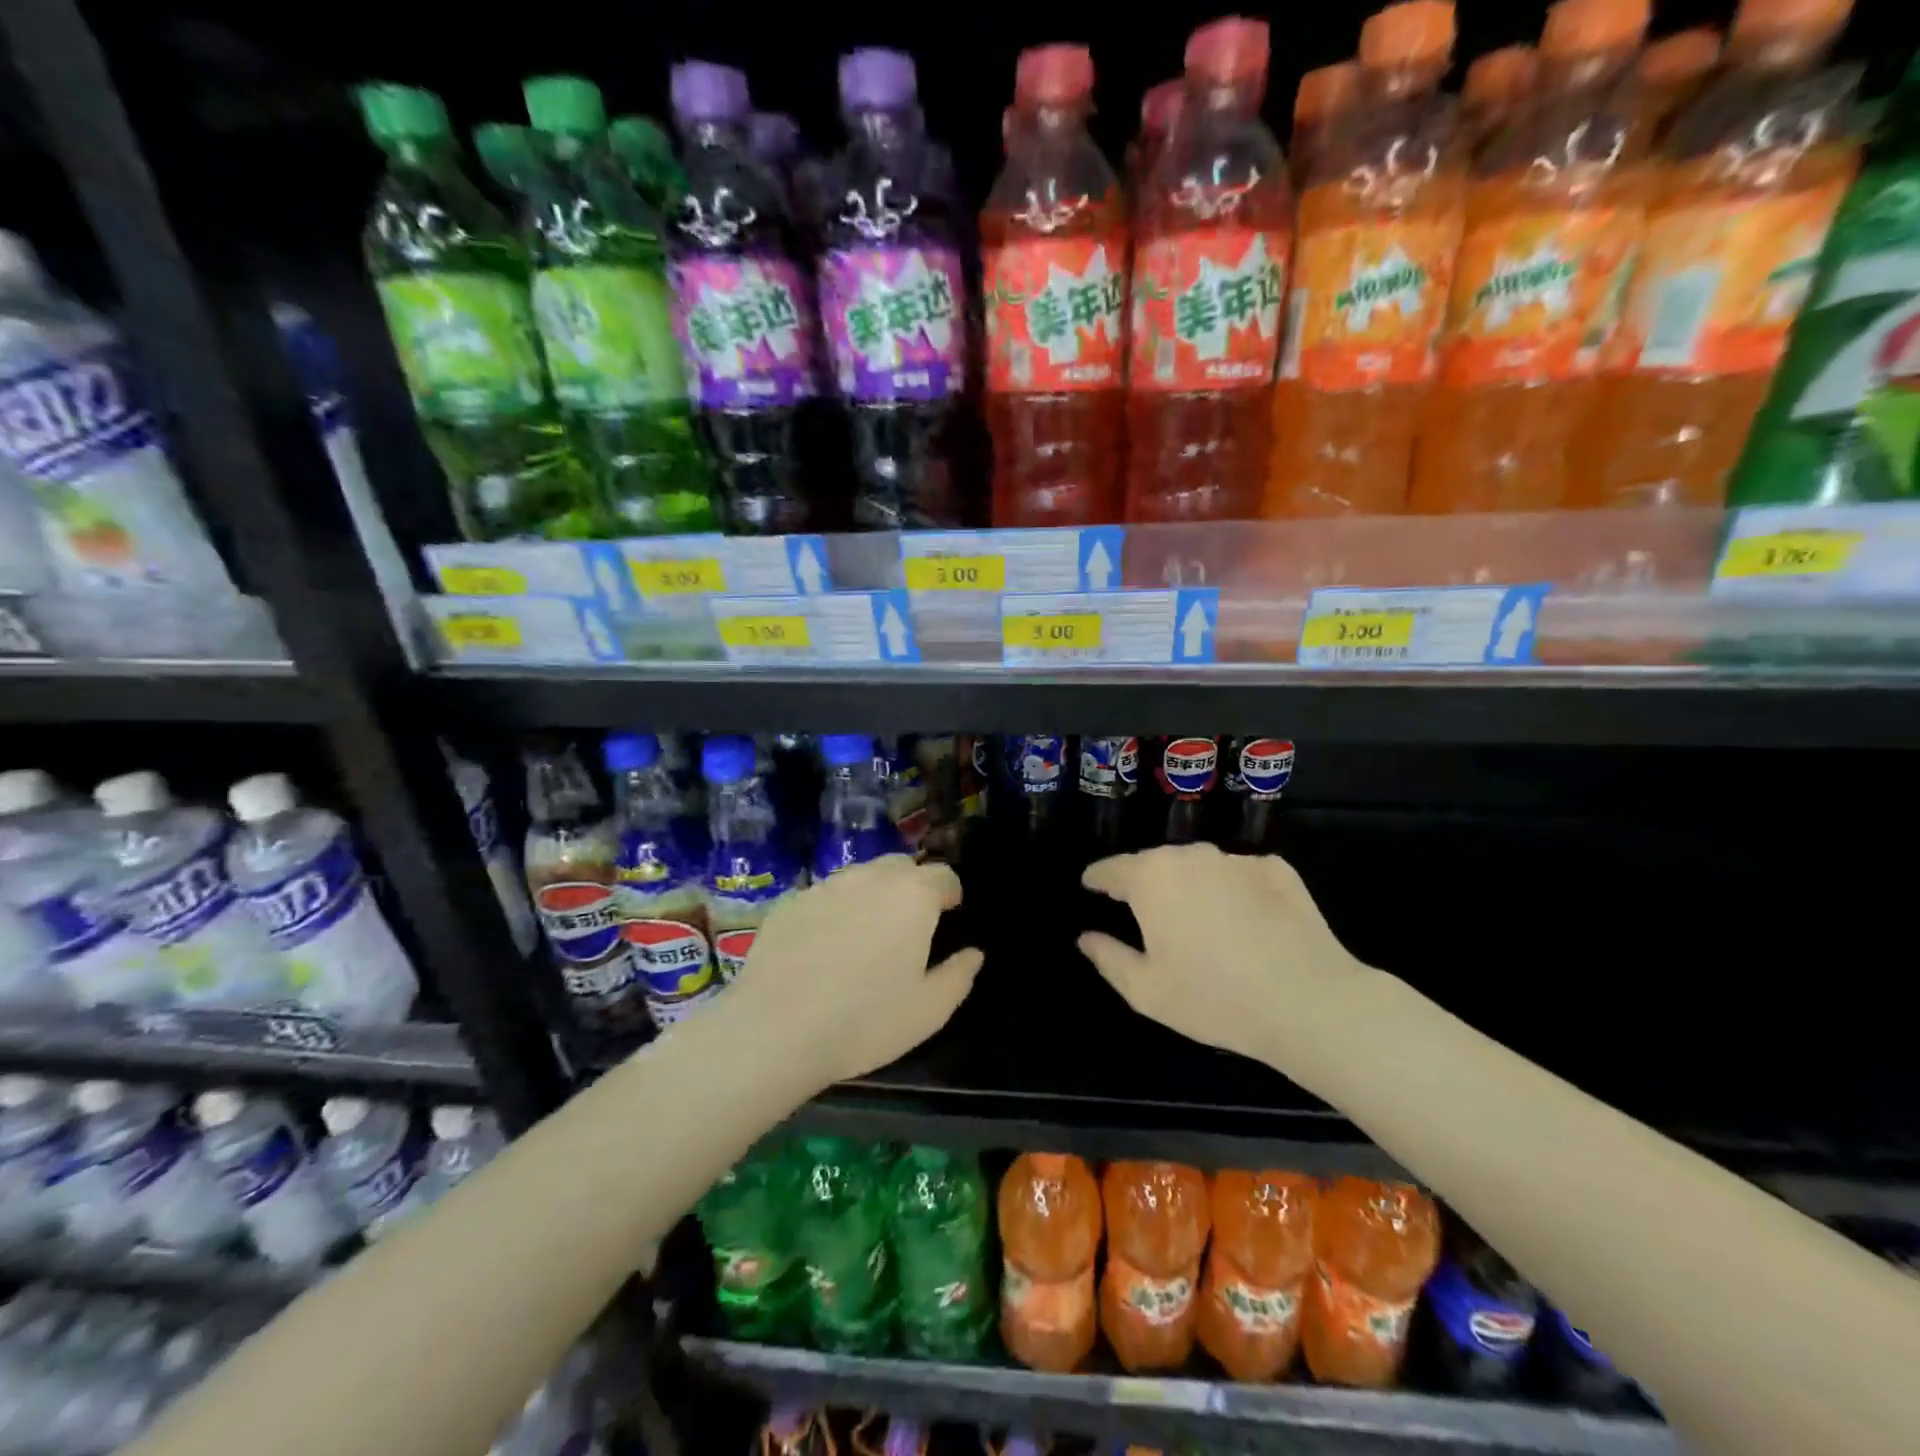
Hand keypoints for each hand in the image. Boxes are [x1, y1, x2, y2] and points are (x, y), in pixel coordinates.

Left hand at [725, 855, 981, 1092]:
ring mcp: (825, 886)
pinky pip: (824, 896)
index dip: (950, 893)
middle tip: (908, 926)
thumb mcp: (929, 1011)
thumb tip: (973, 953)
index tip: (949, 916)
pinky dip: (834, 911)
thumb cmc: (865, 1020)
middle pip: (901, 866)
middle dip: (911, 886)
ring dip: (871, 895)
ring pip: (860, 876)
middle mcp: (870, 877)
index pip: (943, 874)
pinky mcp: (789, 902)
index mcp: (913, 896)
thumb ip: (958, 976)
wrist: (775, 1029)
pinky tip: (823, 948)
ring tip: (865, 935)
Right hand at [1079, 844, 1371, 1088]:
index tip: (1091, 886)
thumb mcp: (1146, 991)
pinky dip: (1233, 891)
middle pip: (1156, 863)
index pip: (1111, 868)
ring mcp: (1236, 859)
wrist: (1309, 1002)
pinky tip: (1246, 924)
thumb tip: (1086, 937)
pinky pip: (1240, 876)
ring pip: (1200, 867)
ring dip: (1191, 886)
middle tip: (1147, 915)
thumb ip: (1108, 958)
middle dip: (1146, 883)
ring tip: (1198, 920)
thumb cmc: (1214, 998)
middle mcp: (1190, 856)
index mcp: (1151, 878)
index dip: (1098, 878)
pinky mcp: (1277, 869)